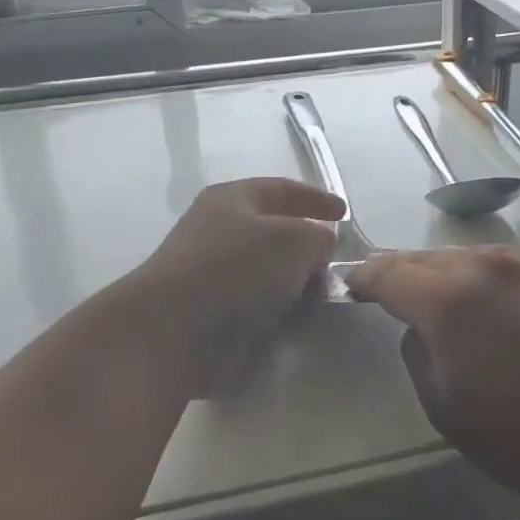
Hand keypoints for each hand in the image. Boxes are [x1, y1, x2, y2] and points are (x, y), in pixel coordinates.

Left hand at [132, 177, 344, 391]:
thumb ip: (317, 237)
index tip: (344, 214)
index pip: (281, 189)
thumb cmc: (236, 269)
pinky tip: (294, 320)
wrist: (174, 330)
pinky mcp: (207, 311)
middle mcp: (216, 229)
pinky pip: (252, 302)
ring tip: (321, 296)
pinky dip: (275, 308)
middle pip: (271, 230)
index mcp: (232, 199)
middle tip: (336, 262)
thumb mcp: (294, 240)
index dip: (315, 198)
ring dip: (291, 281)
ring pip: (263, 270)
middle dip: (305, 244)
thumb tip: (319, 246)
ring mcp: (208, 272)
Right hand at [348, 247, 519, 519]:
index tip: (349, 283)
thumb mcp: (444, 406)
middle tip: (384, 287)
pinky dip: (480, 278)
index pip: (389, 274)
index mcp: (449, 299)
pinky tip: (485, 302)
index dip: (364, 278)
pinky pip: (501, 267)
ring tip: (434, 294)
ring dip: (442, 273)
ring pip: (464, 257)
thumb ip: (417, 352)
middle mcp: (485, 266)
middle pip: (425, 259)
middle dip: (400, 273)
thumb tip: (420, 326)